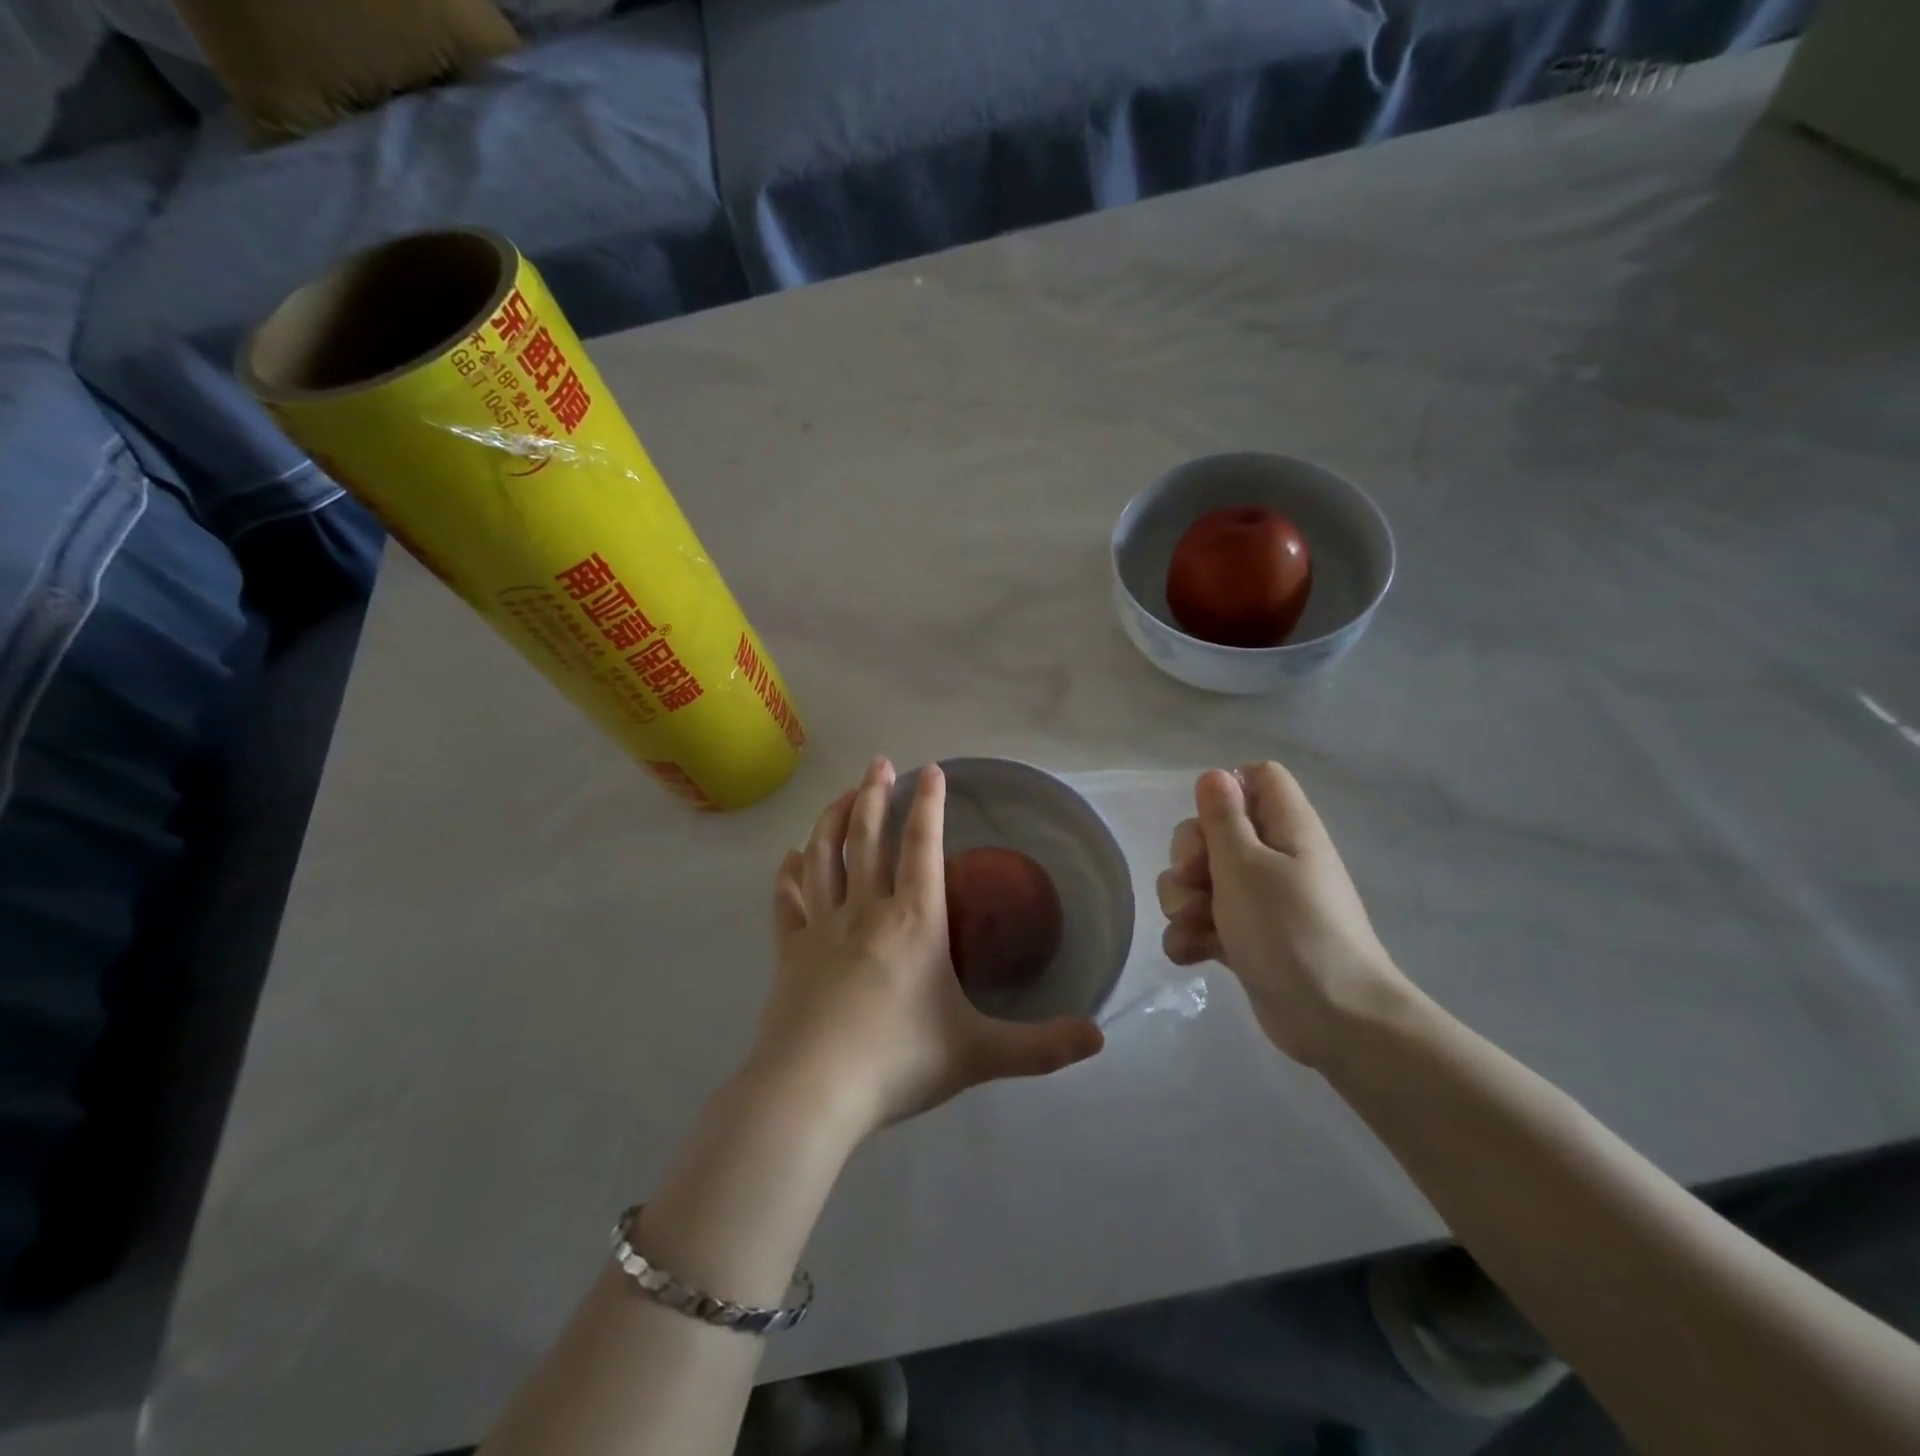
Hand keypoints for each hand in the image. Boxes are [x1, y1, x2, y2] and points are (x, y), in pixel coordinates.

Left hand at [747, 757, 1104, 1137]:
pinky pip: (788, 901)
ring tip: (839, 795)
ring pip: (823, 857)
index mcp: (914, 922)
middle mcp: (866, 910)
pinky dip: (788, 874)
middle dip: (874, 795)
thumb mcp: (979, 1054)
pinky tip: (789, 858)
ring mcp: (821, 928)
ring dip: (831, 819)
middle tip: (880, 763)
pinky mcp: (788, 952)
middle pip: (867, 838)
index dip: (929, 804)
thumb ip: (1040, 1046)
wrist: (811, 1092)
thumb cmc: (897, 1061)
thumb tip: (1100, 1037)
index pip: (922, 846)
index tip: (932, 769)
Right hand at [1157, 762, 1409, 1067]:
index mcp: (1286, 827)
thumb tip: (1215, 774)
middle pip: (1215, 831)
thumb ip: (1223, 816)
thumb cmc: (1288, 928)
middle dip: (1189, 856)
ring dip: (1182, 900)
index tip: (1208, 821)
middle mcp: (1275, 857)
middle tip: (1194, 879)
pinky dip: (1192, 935)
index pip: (1257, 778)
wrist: (1332, 1019)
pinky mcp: (1248, 939)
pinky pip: (1207, 921)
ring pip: (1203, 879)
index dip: (1226, 791)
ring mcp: (1261, 901)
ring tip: (1192, 925)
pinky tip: (1190, 954)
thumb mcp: (1245, 864)